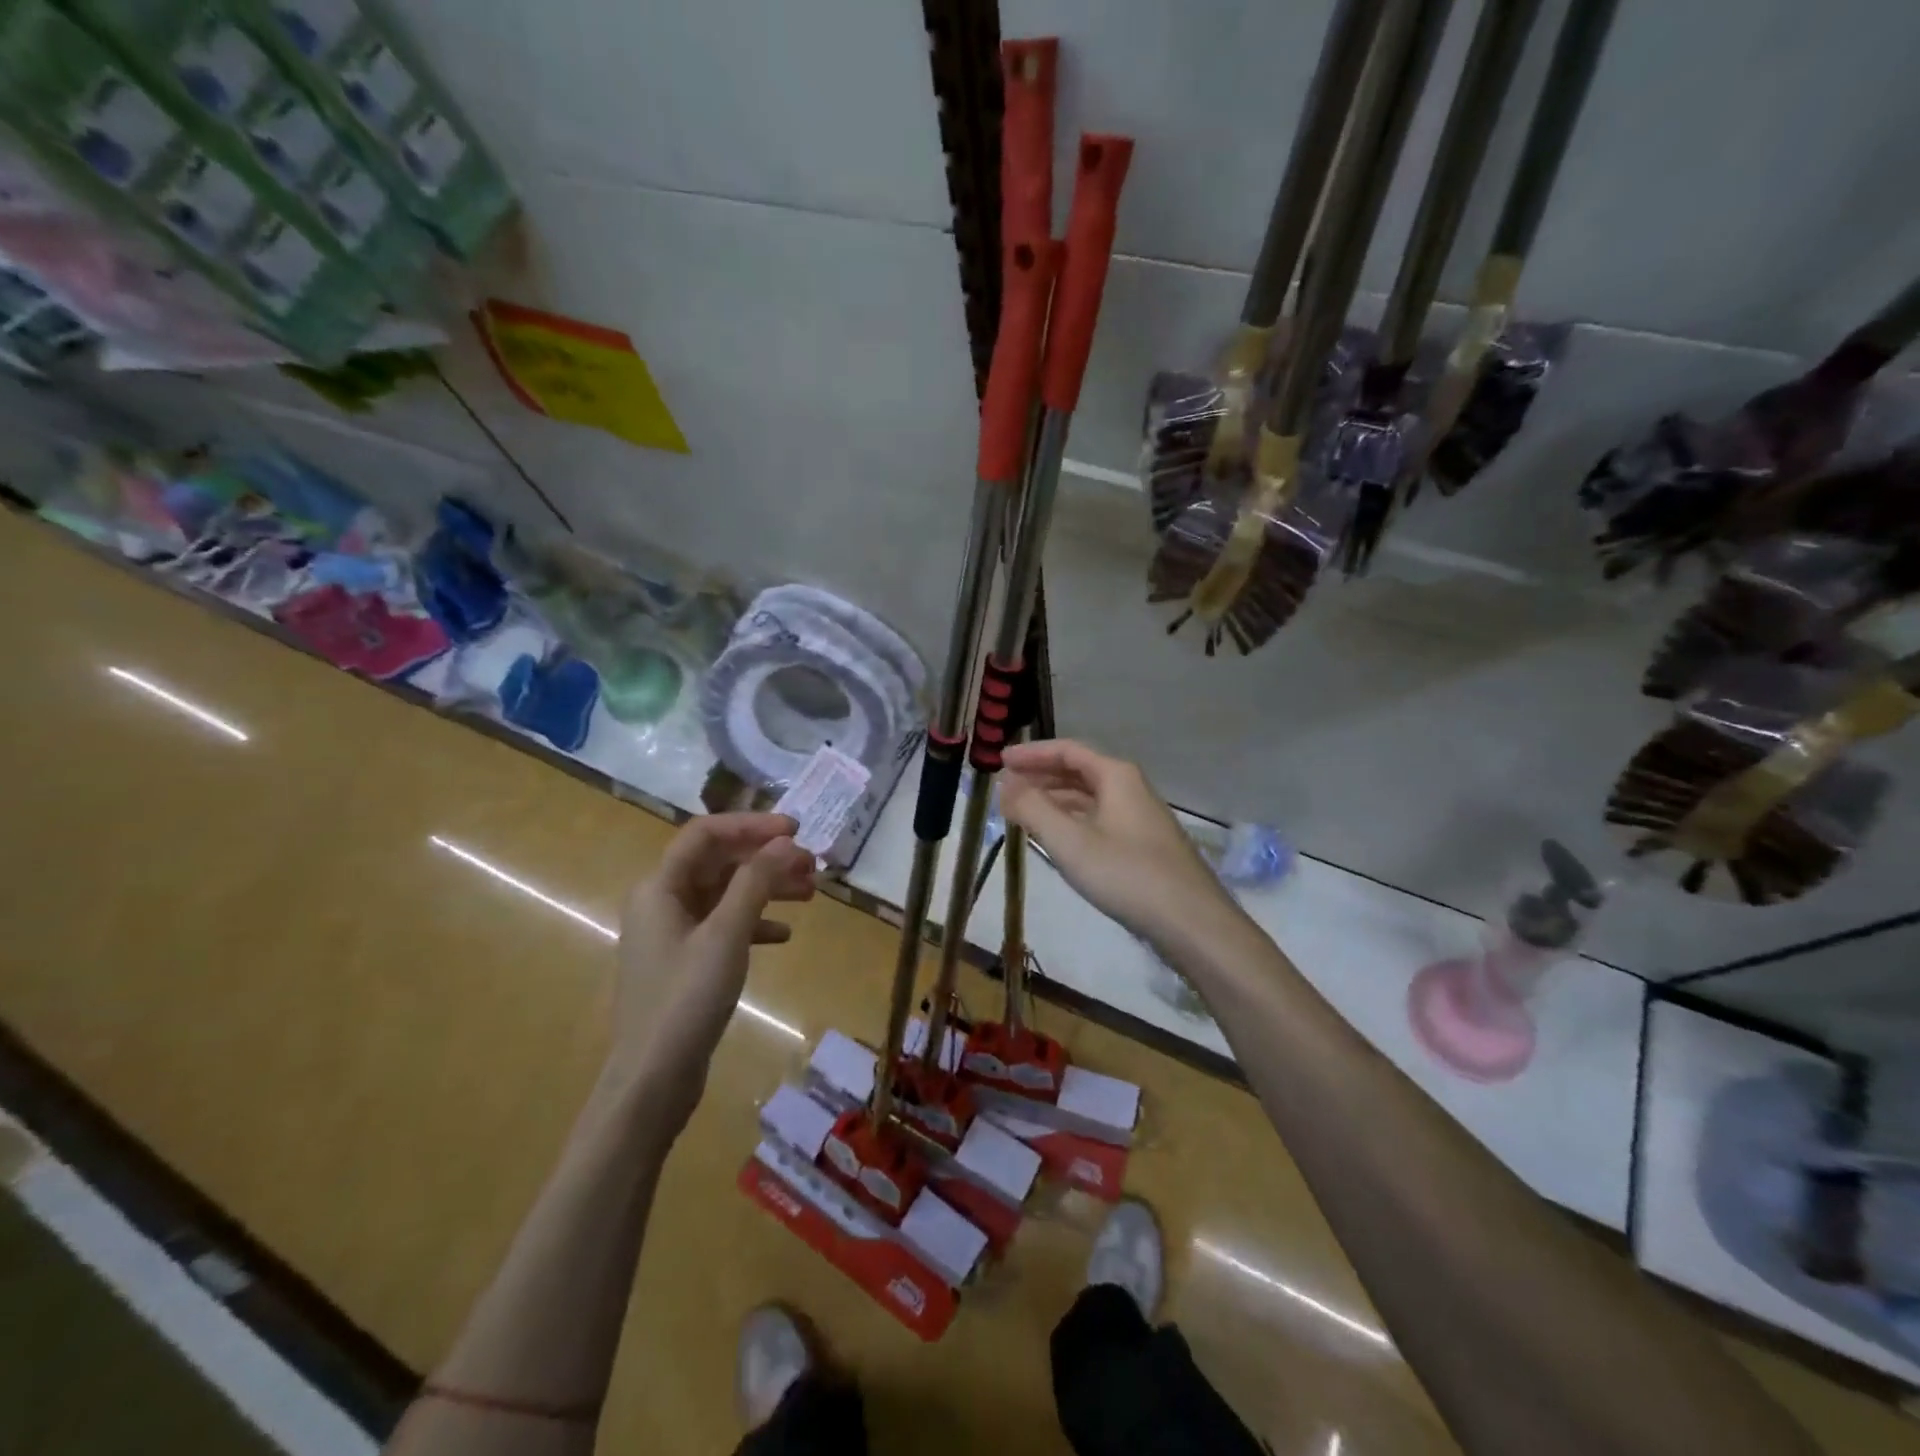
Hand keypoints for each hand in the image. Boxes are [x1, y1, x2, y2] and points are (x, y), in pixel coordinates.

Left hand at [613, 814, 815, 1126]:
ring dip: (767, 889)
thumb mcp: (727, 934)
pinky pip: (725, 926)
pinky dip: (755, 923)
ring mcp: (673, 933)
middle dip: (767, 859)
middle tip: (813, 866)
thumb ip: (756, 881)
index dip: (752, 825)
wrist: (653, 1080)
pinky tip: (784, 935)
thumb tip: (785, 842)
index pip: (707, 834)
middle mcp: (663, 902)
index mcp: (661, 887)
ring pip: (726, 894)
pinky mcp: (686, 962)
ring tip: (810, 895)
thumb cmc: (687, 999)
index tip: (797, 830)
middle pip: (720, 862)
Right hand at [1000, 740, 1237, 948]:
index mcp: (1116, 776)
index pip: (1067, 750)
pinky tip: (1056, 838)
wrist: (1191, 922)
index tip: (999, 761)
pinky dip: (1071, 820)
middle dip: (1040, 776)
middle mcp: (1130, 788)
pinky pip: (1098, 819)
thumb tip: (1005, 784)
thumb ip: (1033, 808)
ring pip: (1088, 798)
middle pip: (1078, 771)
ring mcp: (1139, 817)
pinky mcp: (1142, 845)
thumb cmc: (1127, 874)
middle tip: (1005, 787)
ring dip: (1053, 800)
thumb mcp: (1070, 841)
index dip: (1031, 754)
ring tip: (1021, 811)